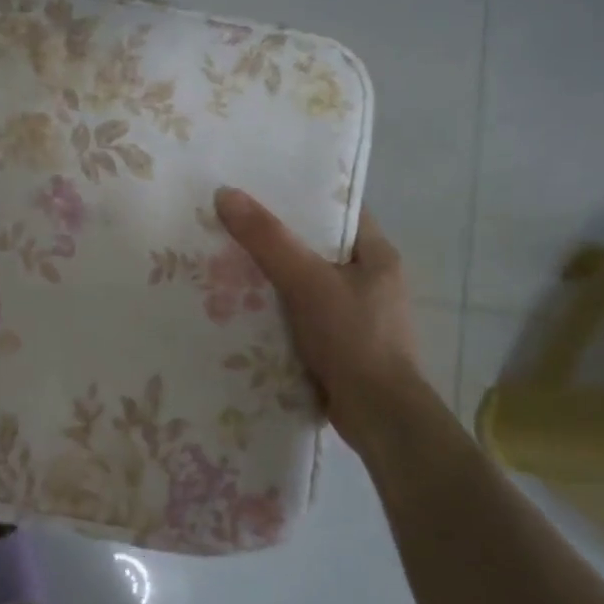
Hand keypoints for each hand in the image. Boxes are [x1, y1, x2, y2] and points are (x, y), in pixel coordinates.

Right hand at [215, 187, 419, 437]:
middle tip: (231, 226)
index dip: (304, 197)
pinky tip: (241, 310)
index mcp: (377, 256)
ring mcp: (356, 317)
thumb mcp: (307, 281)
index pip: (340, 211)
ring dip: (272, 280)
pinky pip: (301, 318)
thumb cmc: (353, 337)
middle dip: (277, 240)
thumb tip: (225, 193)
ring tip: (226, 264)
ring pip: (306, 286)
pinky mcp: (340, 347)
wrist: (378, 415)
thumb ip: (268, 239)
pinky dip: (276, 314)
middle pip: (317, 248)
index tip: (261, 188)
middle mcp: (371, 282)